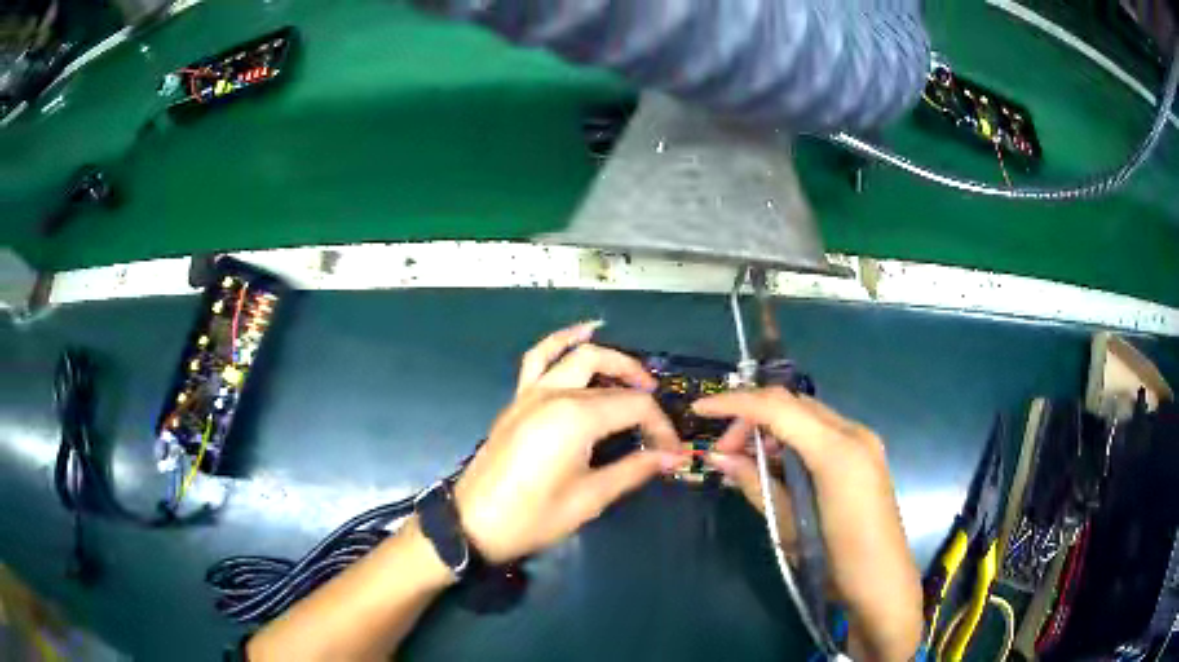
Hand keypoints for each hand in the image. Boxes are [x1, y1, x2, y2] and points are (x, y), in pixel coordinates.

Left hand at [454, 322, 682, 563]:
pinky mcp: (518, 400)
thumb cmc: (533, 517)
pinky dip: (561, 341)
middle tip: (658, 413)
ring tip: (633, 374)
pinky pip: (539, 358)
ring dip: (609, 357)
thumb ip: (633, 470)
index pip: (635, 406)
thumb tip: (671, 457)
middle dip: (640, 385)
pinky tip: (581, 333)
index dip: (660, 427)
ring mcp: (531, 392)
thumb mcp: (590, 498)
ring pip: (576, 354)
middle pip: (609, 373)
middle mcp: (554, 394)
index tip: (672, 452)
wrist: (474, 524)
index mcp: (576, 418)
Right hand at [694, 388, 922, 661]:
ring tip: (746, 462)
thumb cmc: (835, 563)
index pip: (778, 408)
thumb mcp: (788, 526)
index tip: (699, 410)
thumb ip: (755, 484)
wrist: (883, 584)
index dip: (735, 404)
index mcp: (838, 451)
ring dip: (772, 429)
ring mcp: (863, 442)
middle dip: (752, 418)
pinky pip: (821, 432)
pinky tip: (776, 466)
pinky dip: (793, 440)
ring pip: (807, 415)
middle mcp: (854, 433)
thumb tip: (718, 457)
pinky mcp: (865, 455)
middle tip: (723, 453)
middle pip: (793, 405)